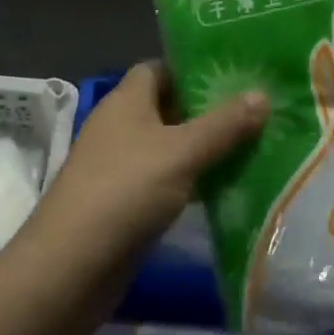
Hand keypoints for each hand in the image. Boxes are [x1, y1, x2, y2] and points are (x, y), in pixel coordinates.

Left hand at [18, 65, 266, 297]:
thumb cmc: (124, 191)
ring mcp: (120, 165)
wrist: (70, 266)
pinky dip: (191, 180)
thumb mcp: (181, 153)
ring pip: (169, 146)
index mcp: (126, 100)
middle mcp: (120, 125)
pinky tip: (226, 187)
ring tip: (253, 145)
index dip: (194, 68)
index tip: (235, 73)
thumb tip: (263, 93)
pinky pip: (165, 179)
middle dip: (208, 109)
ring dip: (203, 147)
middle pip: (168, 107)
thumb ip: (223, 125)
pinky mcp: (125, 202)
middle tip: (256, 110)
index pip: (160, 68)